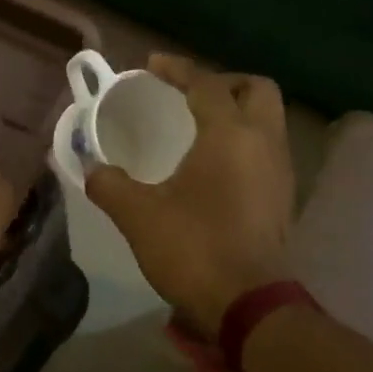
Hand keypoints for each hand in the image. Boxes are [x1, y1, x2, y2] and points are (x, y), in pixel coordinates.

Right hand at [85, 55, 295, 334]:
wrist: (249, 305)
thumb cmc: (194, 248)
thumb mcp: (138, 215)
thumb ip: (110, 185)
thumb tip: (90, 168)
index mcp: (230, 135)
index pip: (207, 84)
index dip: (178, 69)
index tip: (151, 66)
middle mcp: (264, 143)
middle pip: (255, 90)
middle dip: (222, 83)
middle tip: (187, 94)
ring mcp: (280, 171)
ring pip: (267, 120)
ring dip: (236, 111)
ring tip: (197, 126)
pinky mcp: (283, 198)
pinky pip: (266, 149)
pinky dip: (242, 141)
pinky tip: (213, 164)